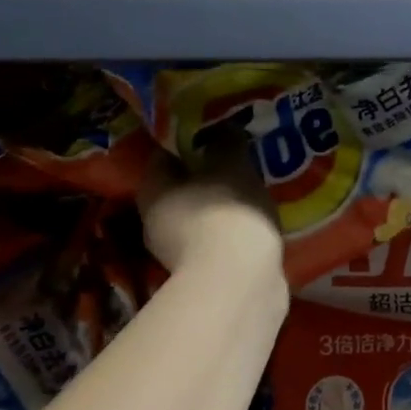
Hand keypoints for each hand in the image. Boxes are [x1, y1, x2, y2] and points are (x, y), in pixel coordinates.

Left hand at [136, 134, 282, 275]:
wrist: (238, 281)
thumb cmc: (226, 211)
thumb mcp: (231, 163)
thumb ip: (226, 142)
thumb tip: (224, 128)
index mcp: (153, 189)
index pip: (164, 155)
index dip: (188, 141)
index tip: (216, 132)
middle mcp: (156, 220)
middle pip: (182, 187)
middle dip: (209, 173)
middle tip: (239, 158)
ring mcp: (178, 251)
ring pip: (202, 213)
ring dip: (223, 202)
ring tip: (255, 188)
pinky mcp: (205, 271)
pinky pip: (219, 237)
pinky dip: (234, 227)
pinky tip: (258, 219)